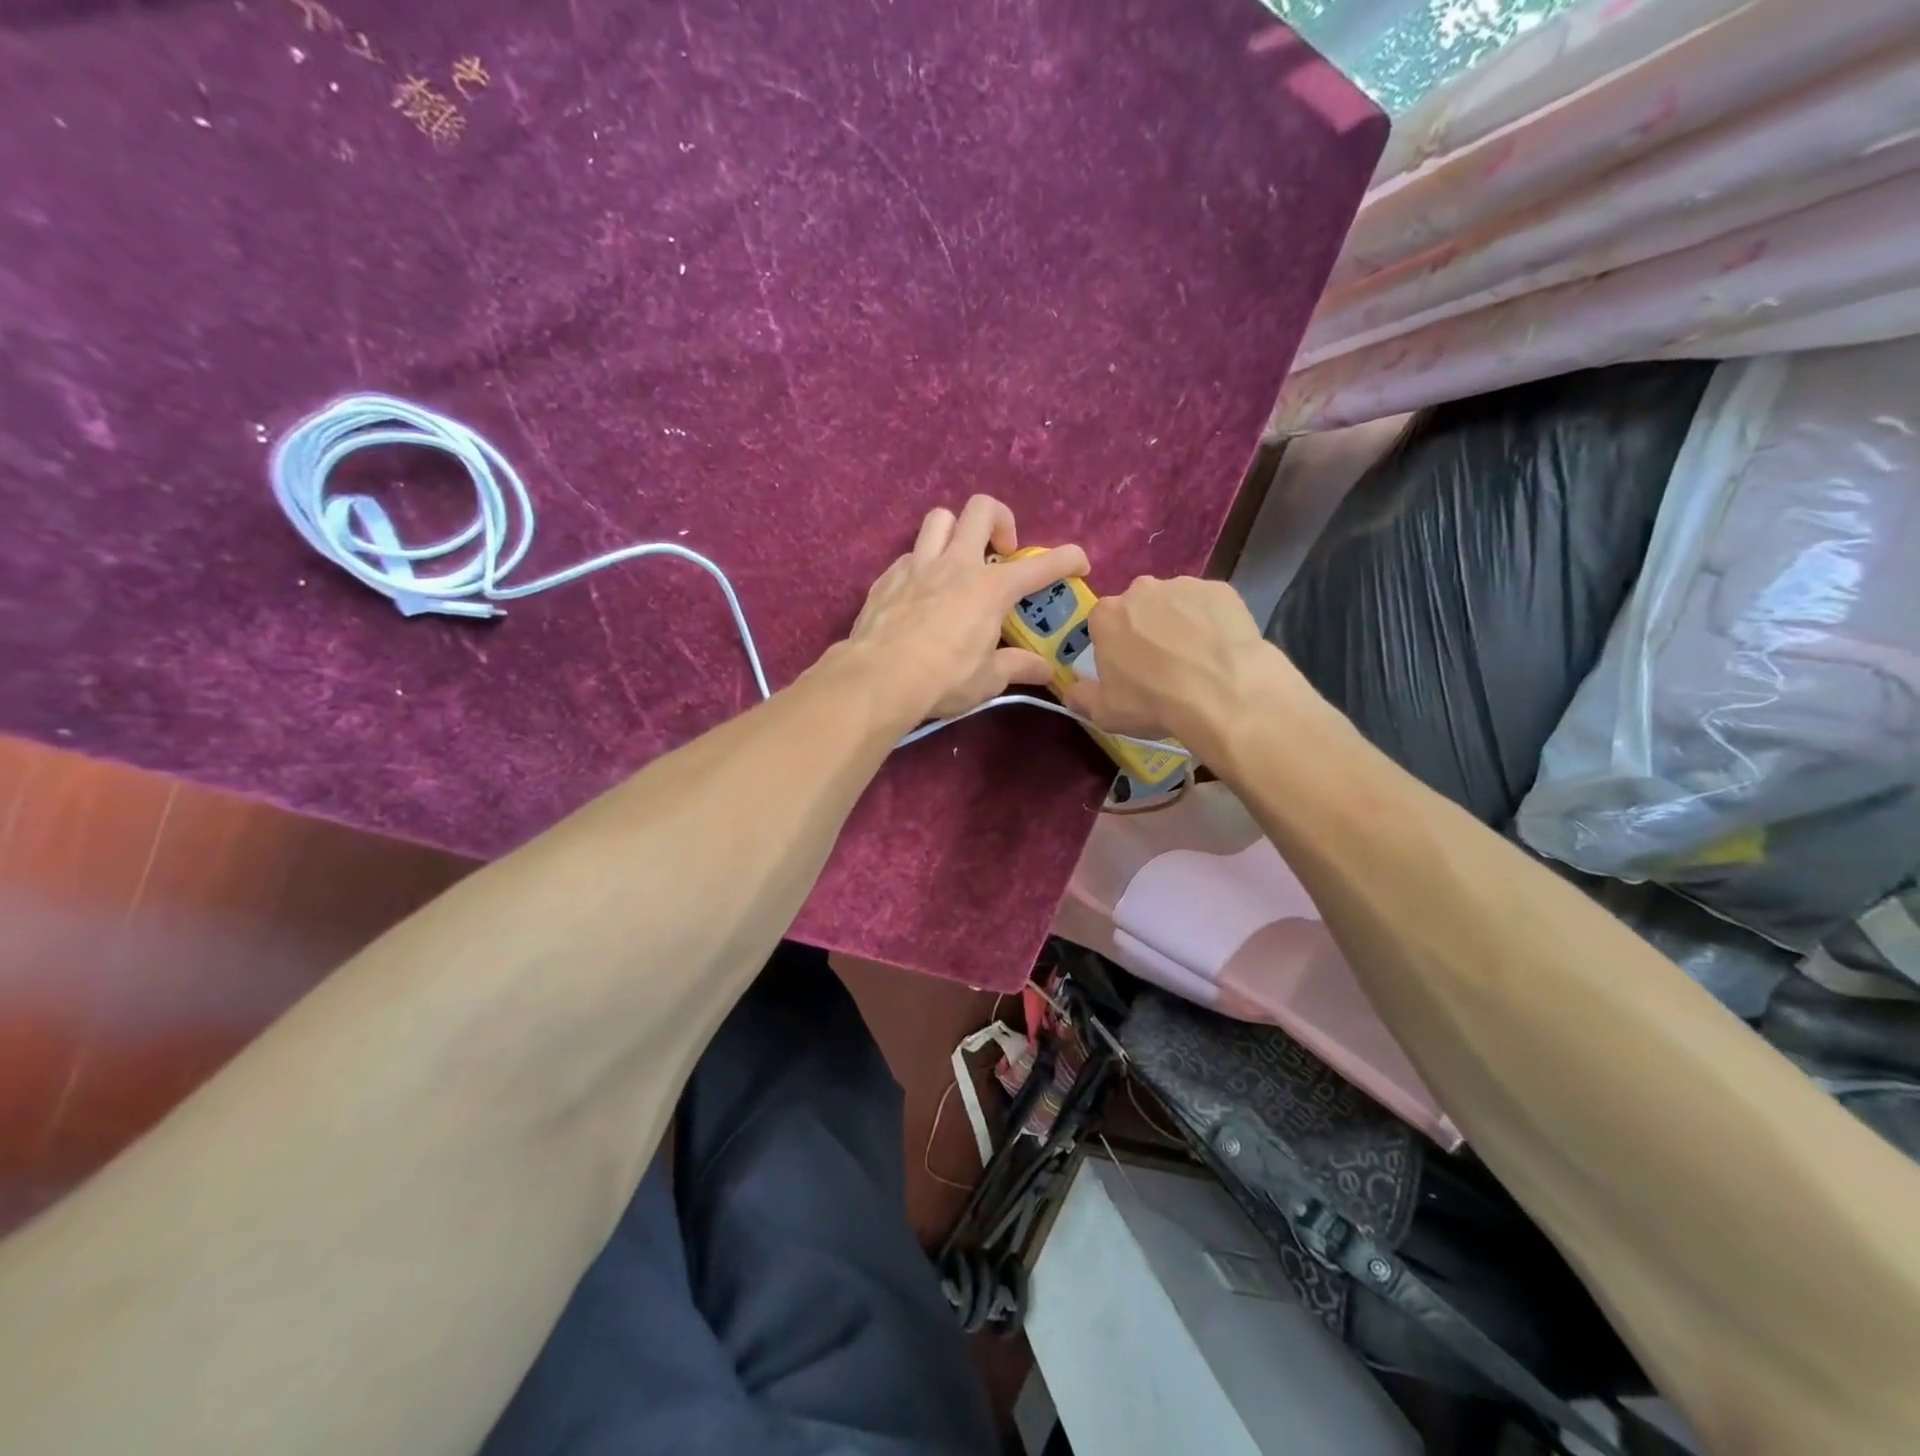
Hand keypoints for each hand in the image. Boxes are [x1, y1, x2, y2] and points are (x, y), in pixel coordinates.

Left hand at [848, 496, 1089, 721]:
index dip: (1067, 559)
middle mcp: (956, 565)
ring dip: (956, 531)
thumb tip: (1045, 670)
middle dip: (1001, 521)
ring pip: (940, 519)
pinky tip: (922, 593)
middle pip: (981, 509)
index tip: (1079, 564)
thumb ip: (1018, 667)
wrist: (878, 678)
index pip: (1041, 565)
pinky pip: (910, 555)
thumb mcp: (988, 680)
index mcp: (991, 588)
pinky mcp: (887, 577)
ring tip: (958, 561)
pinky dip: (923, 565)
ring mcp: (918, 566)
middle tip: (1002, 553)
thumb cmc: (943, 679)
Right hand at [1063, 576, 1303, 757]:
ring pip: (1175, 603)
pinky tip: (1219, 648)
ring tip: (1195, 658)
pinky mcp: (1221, 589)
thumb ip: (1082, 697)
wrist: (1222, 694)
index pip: (1102, 624)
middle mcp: (1141, 590)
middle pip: (1138, 607)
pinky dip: (1212, 621)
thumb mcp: (1105, 712)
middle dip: (1145, 628)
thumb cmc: (1153, 702)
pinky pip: (1209, 605)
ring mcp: (1183, 585)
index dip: (1114, 646)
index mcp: (1106, 615)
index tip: (1127, 668)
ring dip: (1179, 623)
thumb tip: (1072, 691)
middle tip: (1162, 663)